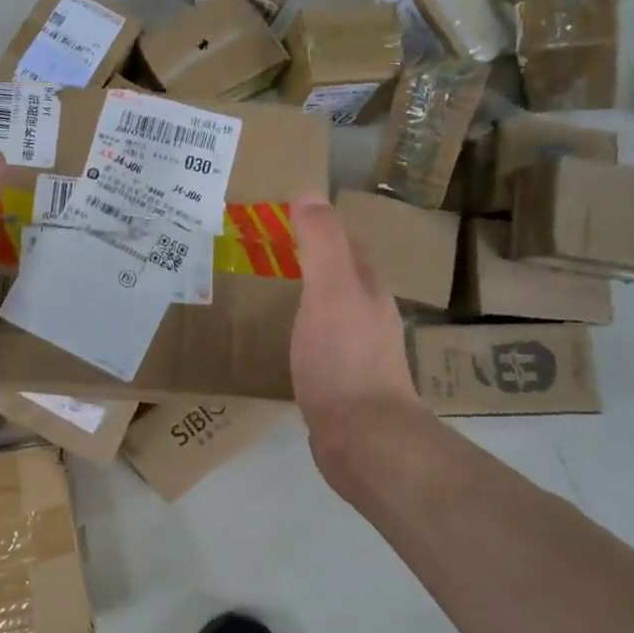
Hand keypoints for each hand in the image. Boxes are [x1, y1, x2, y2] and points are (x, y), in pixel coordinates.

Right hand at [290, 197, 421, 476]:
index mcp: (367, 289)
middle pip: (340, 277)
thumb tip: (309, 194)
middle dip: (310, 260)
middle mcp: (369, 316)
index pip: (346, 245)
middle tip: (265, 252)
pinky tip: (282, 341)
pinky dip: (301, 331)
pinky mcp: (342, 384)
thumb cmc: (344, 358)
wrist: (363, 438)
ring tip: (267, 291)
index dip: (319, 227)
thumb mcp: (331, 290)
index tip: (281, 218)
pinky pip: (319, 343)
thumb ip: (322, 243)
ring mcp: (358, 352)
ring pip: (330, 310)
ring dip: (306, 296)